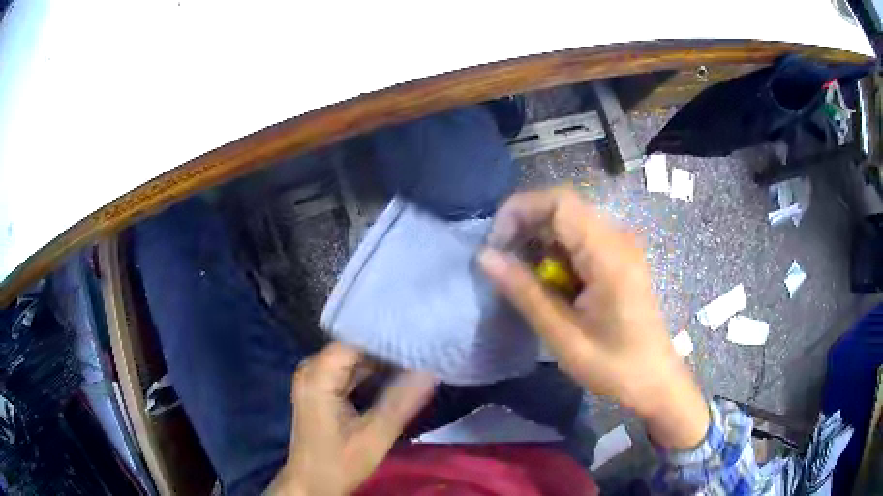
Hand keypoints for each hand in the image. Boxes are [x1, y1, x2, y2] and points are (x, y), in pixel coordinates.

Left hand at [267, 343, 435, 494]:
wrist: (312, 484)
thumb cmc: (338, 463)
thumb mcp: (374, 436)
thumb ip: (402, 402)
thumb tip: (430, 370)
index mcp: (318, 374)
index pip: (356, 339)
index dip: (388, 335)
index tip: (421, 333)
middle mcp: (312, 368)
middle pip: (355, 346)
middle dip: (388, 346)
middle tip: (425, 345)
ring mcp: (315, 378)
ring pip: (354, 358)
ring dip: (383, 359)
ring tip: (417, 355)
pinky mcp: (321, 388)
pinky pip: (349, 370)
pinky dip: (373, 372)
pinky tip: (398, 373)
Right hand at [479, 188, 708, 449]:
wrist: (655, 381)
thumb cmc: (614, 366)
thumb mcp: (563, 336)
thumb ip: (525, 292)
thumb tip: (485, 256)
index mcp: (608, 254)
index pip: (559, 202)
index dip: (520, 210)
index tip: (496, 244)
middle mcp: (617, 238)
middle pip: (563, 207)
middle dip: (525, 225)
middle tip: (502, 262)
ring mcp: (620, 247)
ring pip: (569, 223)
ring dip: (539, 240)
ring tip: (520, 276)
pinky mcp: (619, 259)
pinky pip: (580, 240)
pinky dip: (555, 253)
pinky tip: (547, 282)